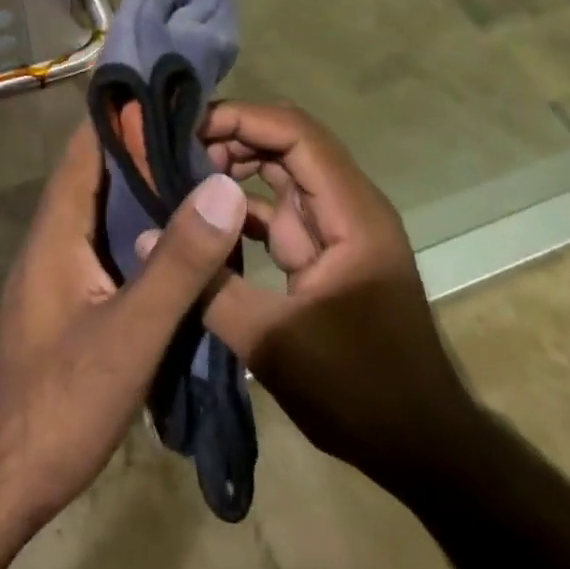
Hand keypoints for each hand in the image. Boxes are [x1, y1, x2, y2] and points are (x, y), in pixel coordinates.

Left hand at [0, 114, 249, 537]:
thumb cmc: (57, 402)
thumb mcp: (130, 333)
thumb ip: (179, 263)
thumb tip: (223, 185)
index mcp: (58, 225)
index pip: (89, 143)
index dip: (126, 110)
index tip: (175, 89)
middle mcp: (55, 235)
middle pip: (101, 173)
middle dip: (149, 148)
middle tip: (209, 132)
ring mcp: (60, 269)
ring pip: (107, 211)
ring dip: (149, 190)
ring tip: (206, 175)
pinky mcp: (70, 300)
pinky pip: (111, 246)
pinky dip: (144, 232)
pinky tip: (182, 242)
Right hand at [174, 101, 485, 496]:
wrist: (423, 449)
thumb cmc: (361, 391)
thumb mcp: (276, 344)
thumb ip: (209, 287)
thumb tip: (146, 239)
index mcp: (352, 214)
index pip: (297, 134)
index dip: (244, 119)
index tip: (189, 127)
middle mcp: (347, 207)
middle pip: (288, 143)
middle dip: (232, 137)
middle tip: (174, 150)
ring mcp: (335, 229)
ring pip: (281, 172)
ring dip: (234, 168)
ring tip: (180, 174)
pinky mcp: (322, 253)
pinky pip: (277, 210)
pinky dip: (240, 207)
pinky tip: (201, 218)